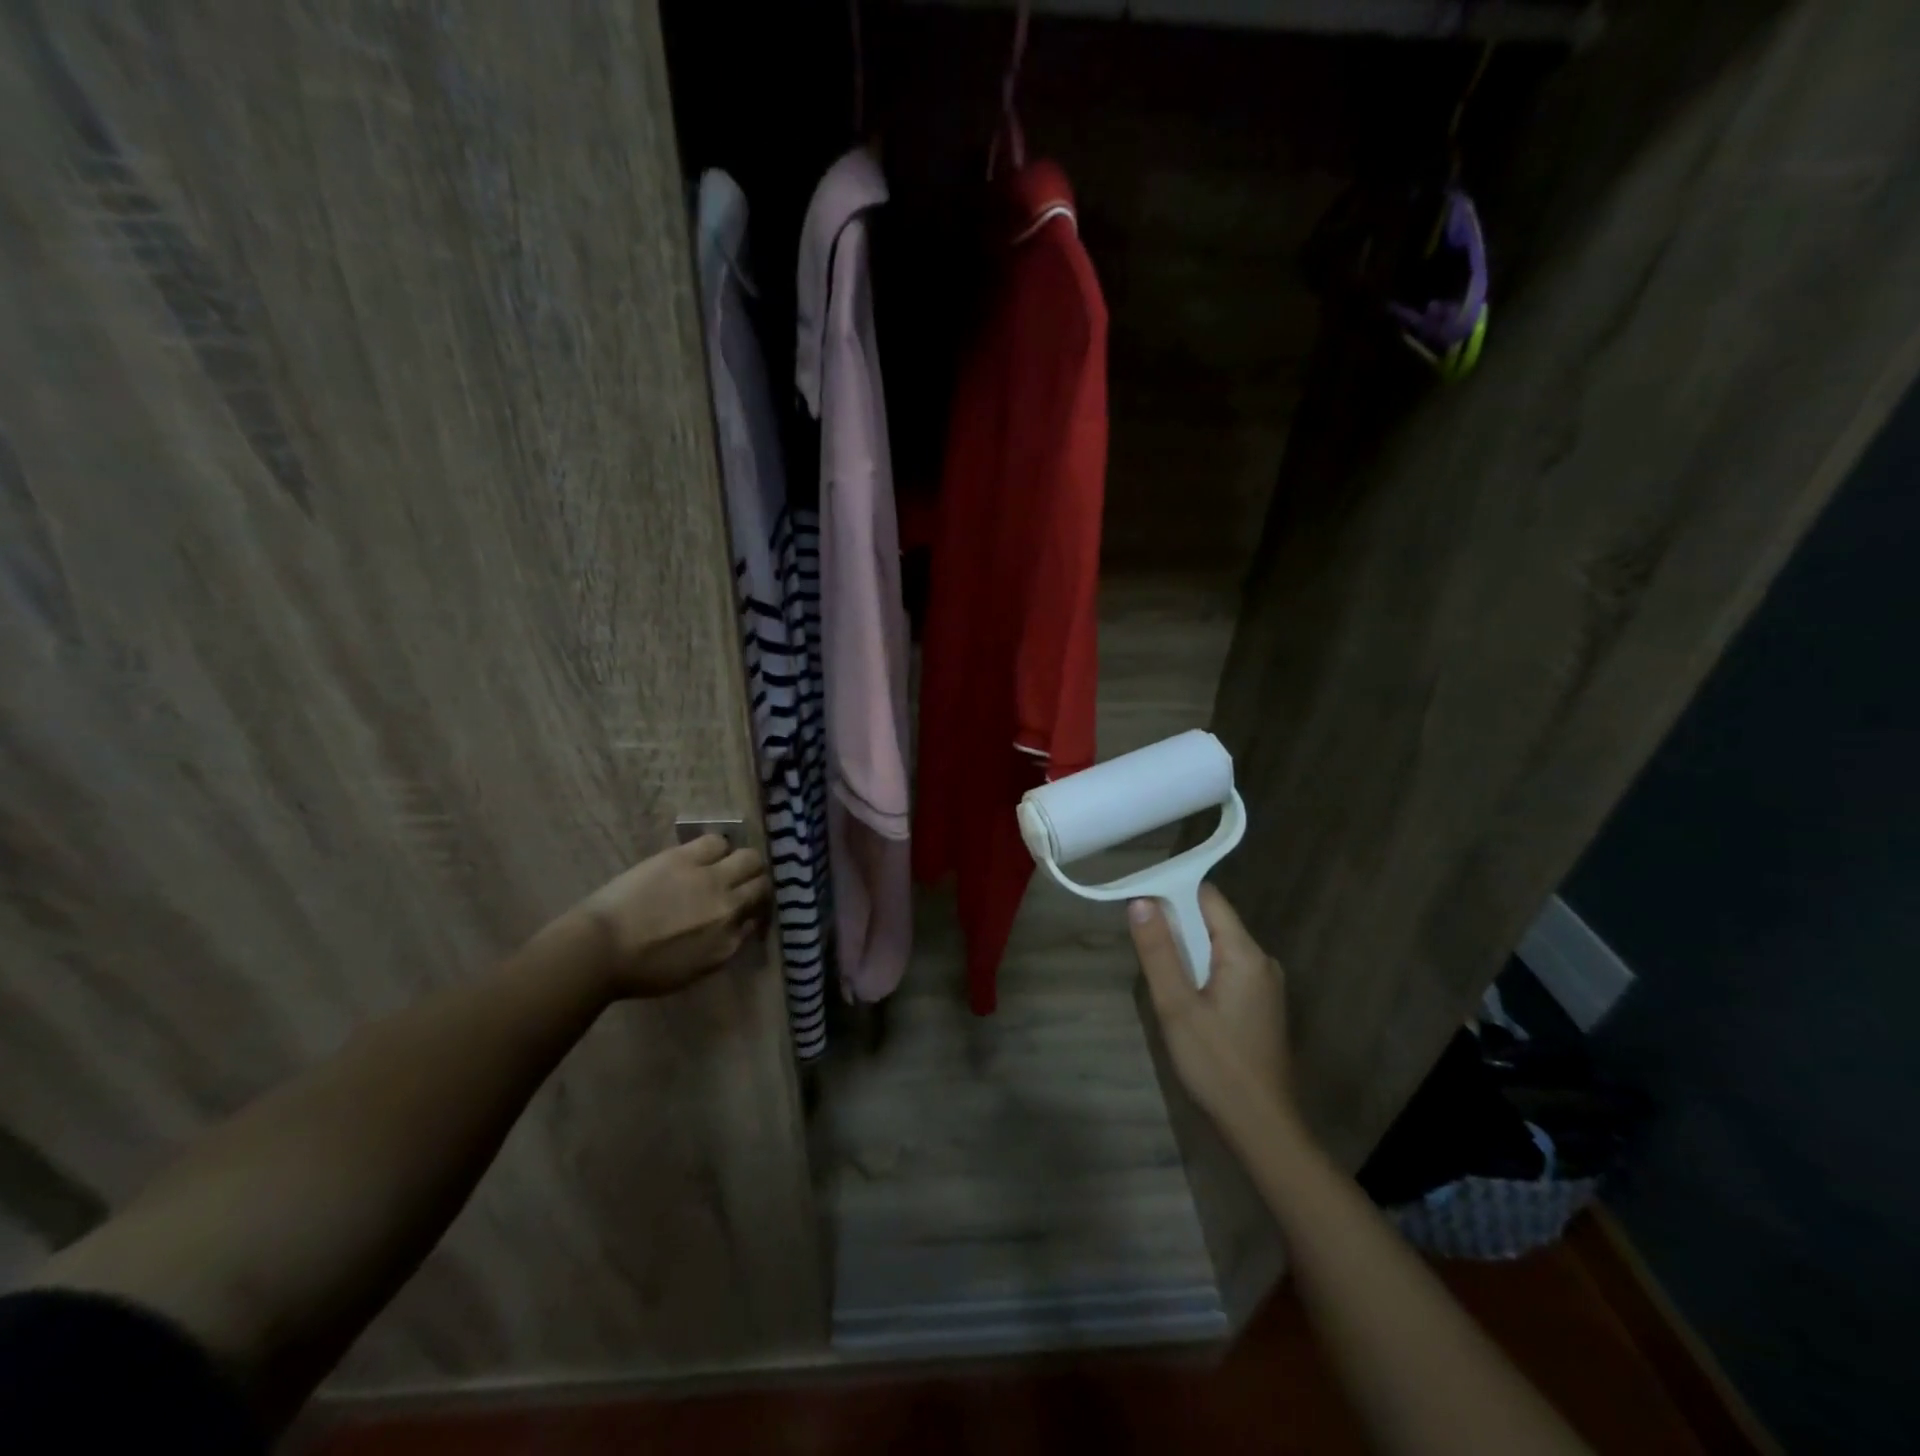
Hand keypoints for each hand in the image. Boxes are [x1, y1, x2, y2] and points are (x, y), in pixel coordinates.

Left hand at [574, 836, 770, 997]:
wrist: (599, 950)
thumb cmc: (640, 971)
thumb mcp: (694, 971)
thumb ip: (723, 946)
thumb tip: (739, 925)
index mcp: (729, 942)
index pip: (758, 918)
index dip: (753, 911)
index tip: (744, 910)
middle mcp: (729, 908)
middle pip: (761, 884)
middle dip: (756, 884)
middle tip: (741, 885)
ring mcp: (710, 879)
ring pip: (749, 858)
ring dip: (741, 863)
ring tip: (724, 865)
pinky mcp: (686, 858)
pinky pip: (717, 842)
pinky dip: (717, 848)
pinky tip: (705, 855)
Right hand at [1129, 885, 1294, 1133]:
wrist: (1261, 1128)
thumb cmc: (1216, 1064)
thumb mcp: (1176, 1006)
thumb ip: (1158, 951)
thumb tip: (1141, 901)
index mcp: (1245, 953)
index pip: (1208, 897)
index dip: (1172, 891)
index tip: (1139, 902)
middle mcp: (1261, 960)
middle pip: (1212, 921)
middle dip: (1176, 925)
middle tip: (1142, 944)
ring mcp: (1265, 985)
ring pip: (1217, 947)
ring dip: (1186, 951)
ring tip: (1157, 973)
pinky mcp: (1262, 1005)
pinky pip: (1227, 970)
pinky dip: (1201, 971)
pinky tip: (1183, 998)